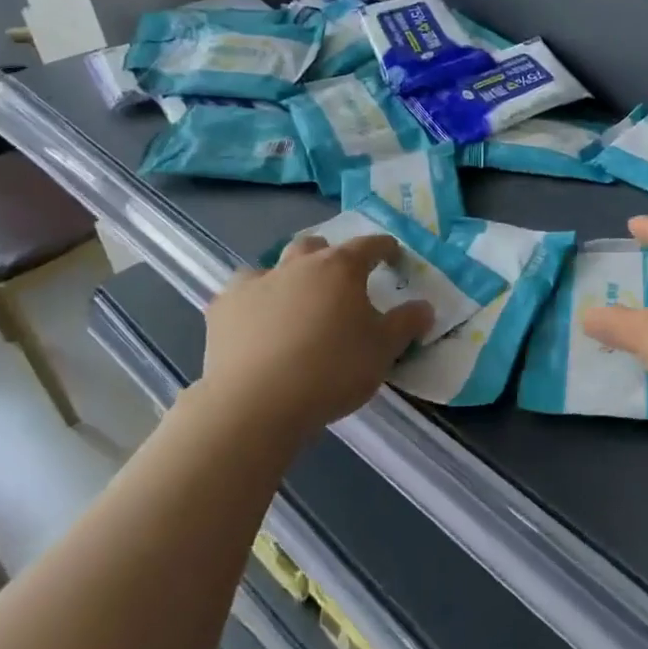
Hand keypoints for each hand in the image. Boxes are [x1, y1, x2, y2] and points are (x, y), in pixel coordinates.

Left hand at [195, 234, 431, 440]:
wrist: (257, 404)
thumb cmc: (332, 370)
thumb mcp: (384, 350)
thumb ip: (407, 323)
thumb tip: (425, 307)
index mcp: (340, 268)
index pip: (369, 244)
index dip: (385, 248)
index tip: (394, 256)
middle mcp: (298, 265)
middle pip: (316, 246)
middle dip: (330, 257)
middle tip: (340, 282)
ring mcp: (256, 283)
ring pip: (274, 265)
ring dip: (288, 275)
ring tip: (296, 301)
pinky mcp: (223, 309)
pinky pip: (241, 293)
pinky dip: (254, 302)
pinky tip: (256, 323)